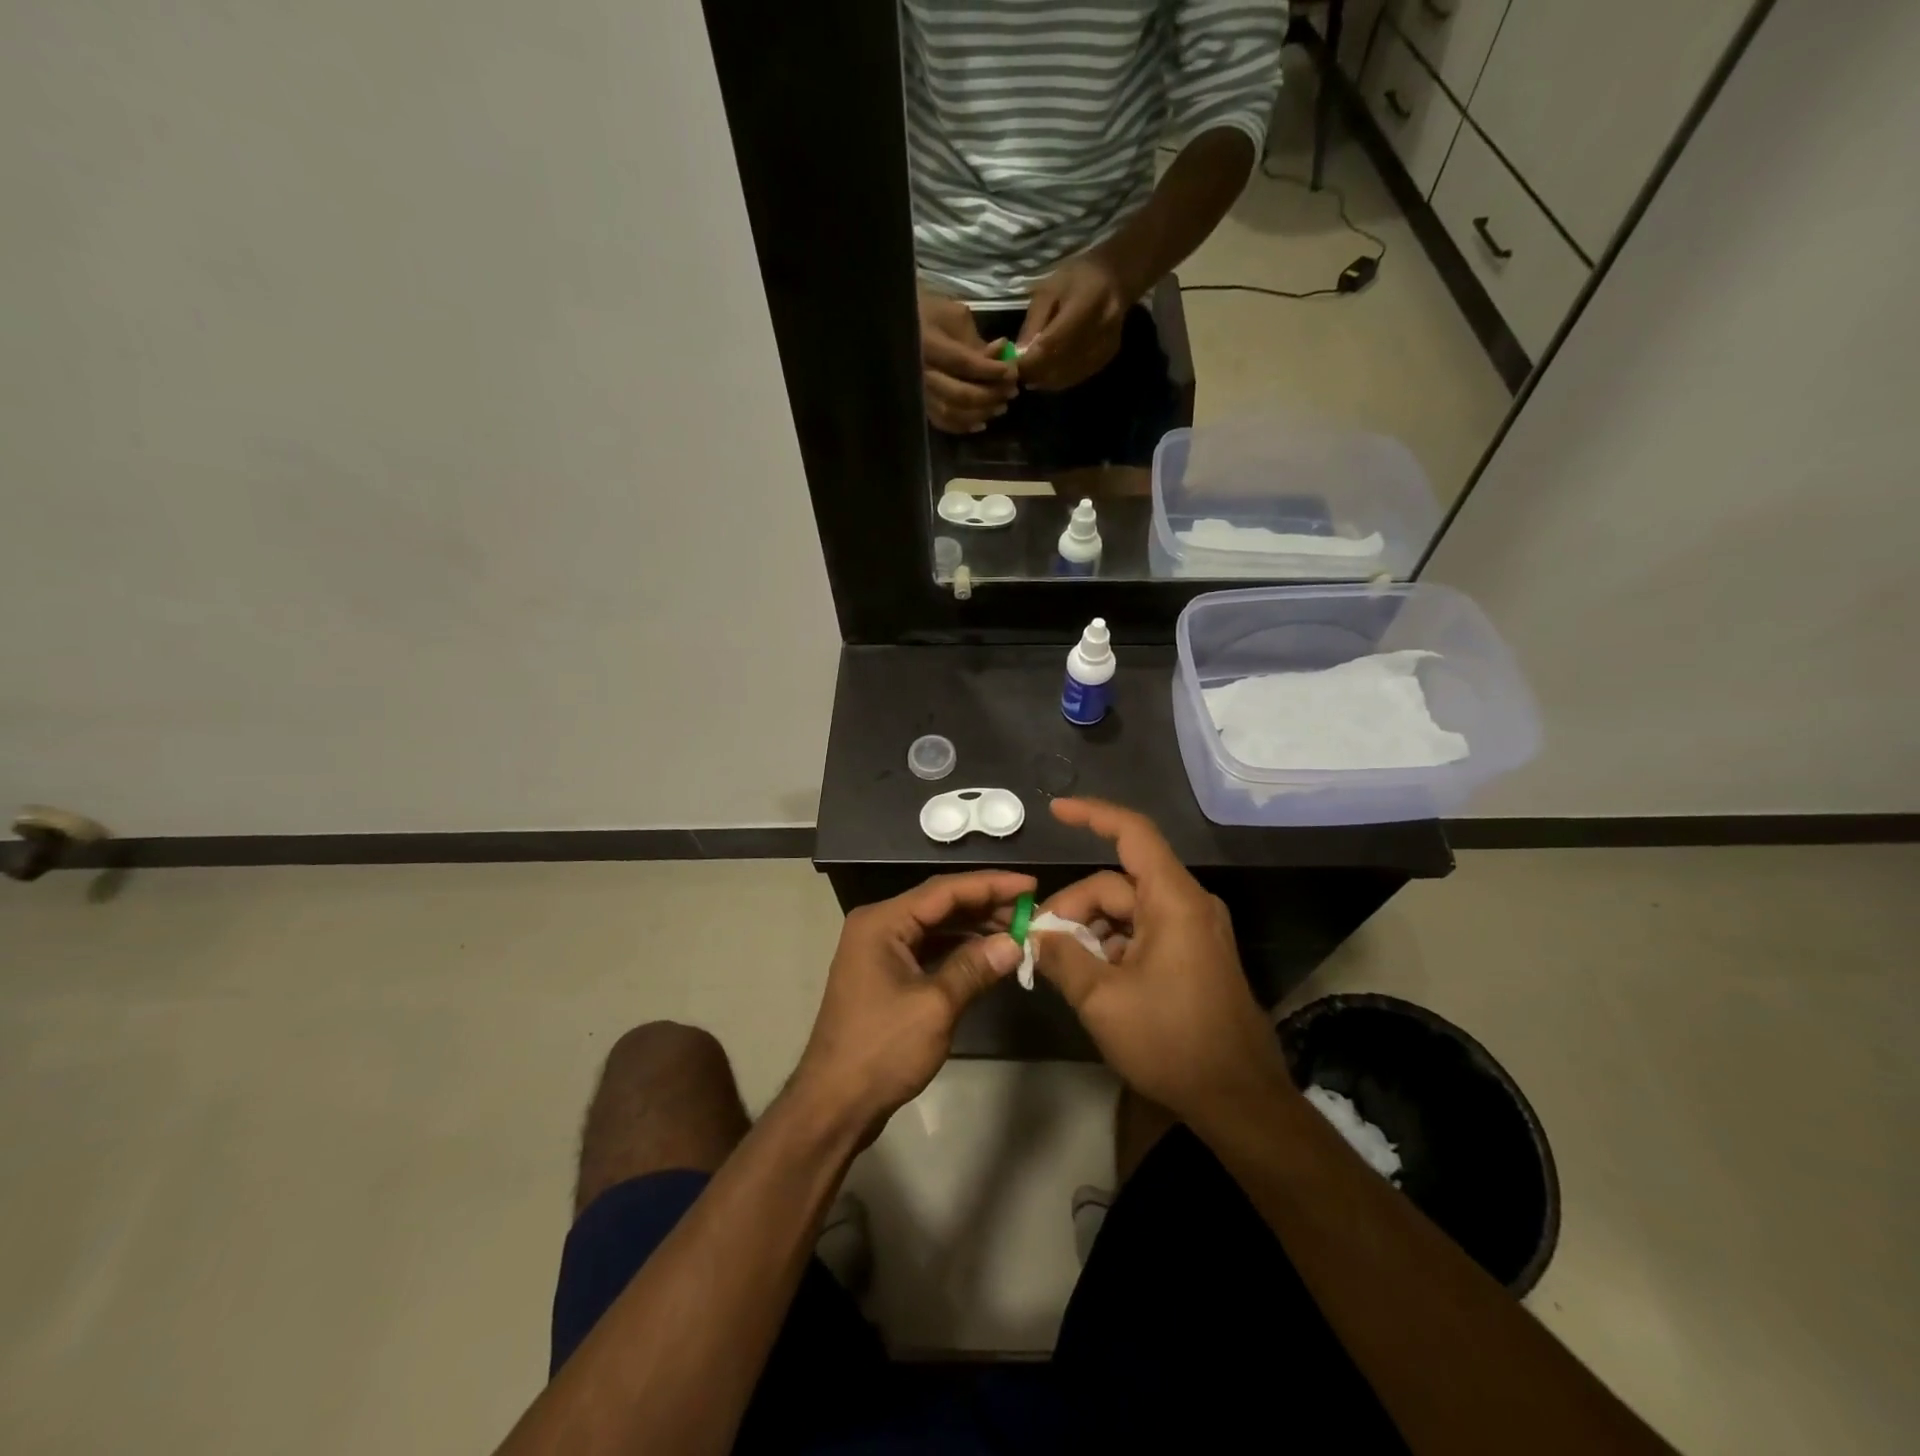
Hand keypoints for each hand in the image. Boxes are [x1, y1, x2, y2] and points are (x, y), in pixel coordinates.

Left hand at [792, 870, 1032, 1139]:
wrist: (835, 1103)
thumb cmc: (881, 1049)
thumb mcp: (935, 1007)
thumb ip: (974, 968)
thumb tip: (1015, 942)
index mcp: (883, 922)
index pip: (944, 890)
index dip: (990, 884)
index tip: (1030, 884)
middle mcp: (879, 926)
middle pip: (939, 904)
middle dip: (985, 905)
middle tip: (1029, 909)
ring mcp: (881, 951)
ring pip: (936, 926)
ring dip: (974, 927)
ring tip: (1016, 930)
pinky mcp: (887, 975)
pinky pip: (929, 949)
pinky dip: (959, 949)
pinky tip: (988, 954)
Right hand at [918, 289, 1018, 433]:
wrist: (898, 324)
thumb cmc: (929, 313)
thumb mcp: (955, 317)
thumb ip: (977, 342)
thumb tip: (1002, 356)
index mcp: (927, 345)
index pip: (964, 363)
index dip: (990, 370)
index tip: (1012, 372)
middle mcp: (920, 374)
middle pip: (960, 394)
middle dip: (990, 395)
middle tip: (1011, 392)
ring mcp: (918, 392)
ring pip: (953, 412)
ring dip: (981, 413)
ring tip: (1001, 406)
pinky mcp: (919, 404)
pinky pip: (942, 422)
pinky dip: (964, 425)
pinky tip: (981, 422)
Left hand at [1016, 250, 1136, 391]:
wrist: (1114, 277)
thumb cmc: (1076, 278)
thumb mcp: (1048, 291)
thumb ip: (1033, 324)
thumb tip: (1018, 356)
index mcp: (1087, 303)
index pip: (1053, 343)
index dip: (1031, 360)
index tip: (1012, 366)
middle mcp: (1101, 328)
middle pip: (1062, 363)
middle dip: (1036, 372)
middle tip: (1018, 375)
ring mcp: (1106, 345)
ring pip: (1069, 374)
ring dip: (1046, 380)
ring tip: (1030, 375)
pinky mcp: (1107, 357)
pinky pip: (1078, 376)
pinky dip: (1059, 380)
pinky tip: (1047, 375)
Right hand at [1033, 799, 1291, 1124]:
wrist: (1239, 1100)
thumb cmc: (1172, 1042)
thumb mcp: (1102, 1000)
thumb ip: (1062, 957)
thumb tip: (1037, 935)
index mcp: (1173, 900)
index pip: (1133, 834)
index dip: (1093, 815)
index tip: (1055, 811)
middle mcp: (1188, 904)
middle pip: (1118, 884)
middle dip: (1075, 907)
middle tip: (1041, 943)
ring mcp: (1194, 930)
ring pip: (1128, 911)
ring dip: (1092, 930)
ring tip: (1061, 965)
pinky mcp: (1195, 955)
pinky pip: (1144, 932)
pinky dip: (1113, 945)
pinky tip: (1091, 976)